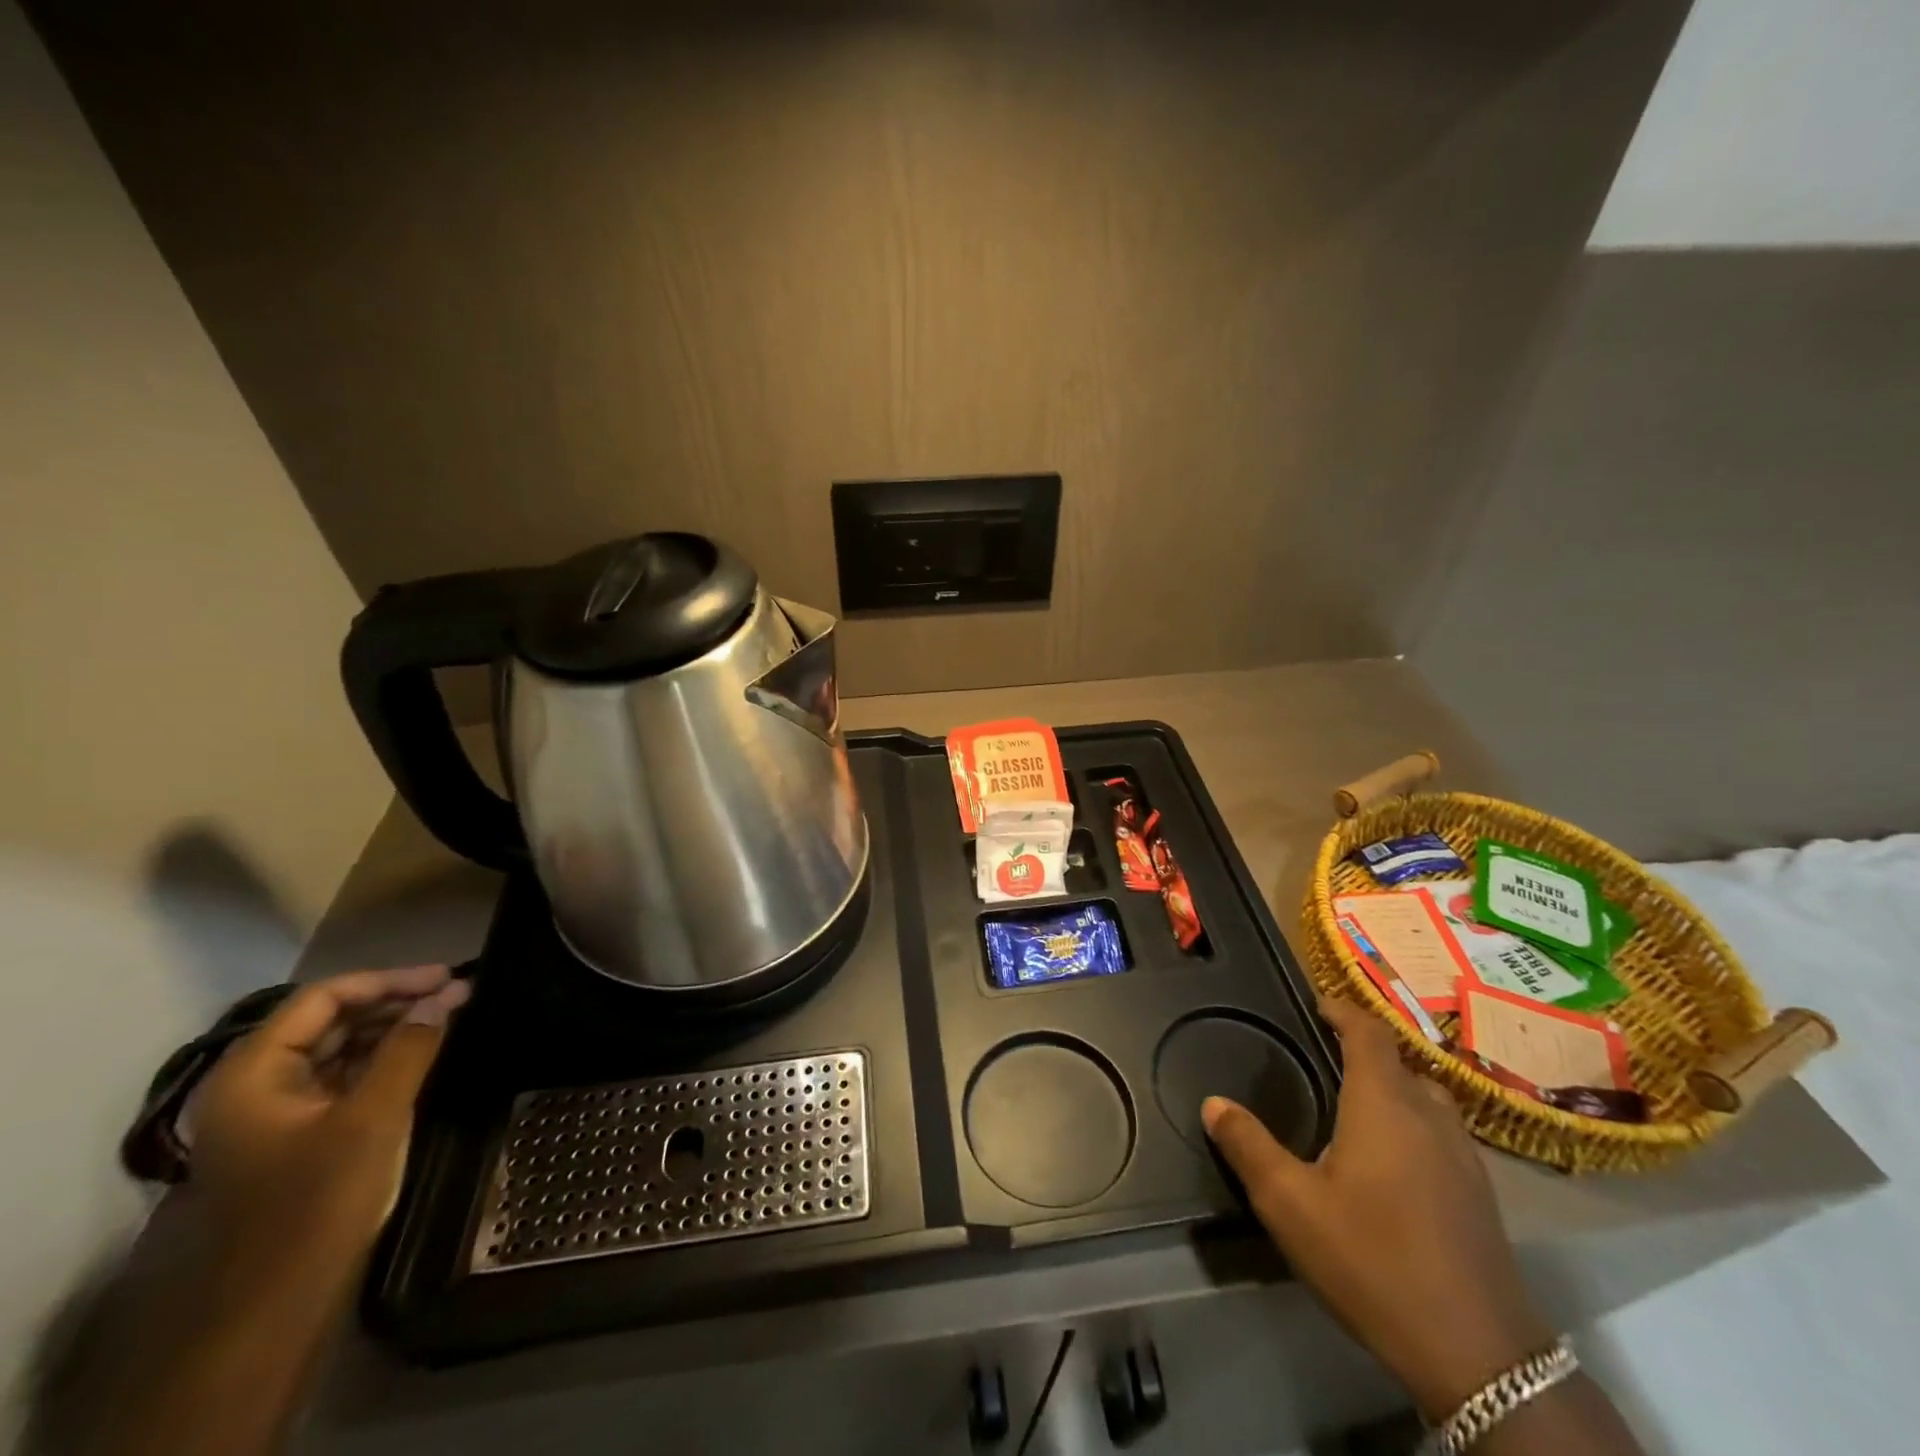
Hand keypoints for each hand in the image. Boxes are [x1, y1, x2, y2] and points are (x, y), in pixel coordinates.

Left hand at [188, 965, 468, 1251]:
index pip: (321, 1000)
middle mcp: (257, 1086)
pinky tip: (425, 1053)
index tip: (445, 977)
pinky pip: (345, 1079)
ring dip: (394, 1029)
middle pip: (330, 1021)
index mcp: (253, 1074)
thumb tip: (443, 997)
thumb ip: (409, 1049)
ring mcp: (278, 1114)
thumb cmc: (316, 1202)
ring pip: (341, 1049)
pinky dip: (385, 1060)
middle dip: (395, 1002)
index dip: (387, 980)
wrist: (274, 1308)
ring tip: (450, 1016)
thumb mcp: (372, 1118)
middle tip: (457, 994)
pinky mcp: (302, 1137)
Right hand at [1203, 998, 1552, 1419]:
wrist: (1479, 1356)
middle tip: (1322, 1060)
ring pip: (1427, 1098)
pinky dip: (1414, 1124)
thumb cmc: (1373, 1261)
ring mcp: (1464, 1156)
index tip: (1317, 1005)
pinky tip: (1392, 1162)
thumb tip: (1213, 1102)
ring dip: (1393, 1088)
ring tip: (1355, 1106)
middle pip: (1399, 1062)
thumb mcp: (1290, 1205)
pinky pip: (1442, 1132)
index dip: (1343, 1010)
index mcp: (1384, 1104)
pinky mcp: (1481, 1194)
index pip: (1369, 1032)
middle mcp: (1429, 1116)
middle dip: (1363, 1052)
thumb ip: (1249, 1147)